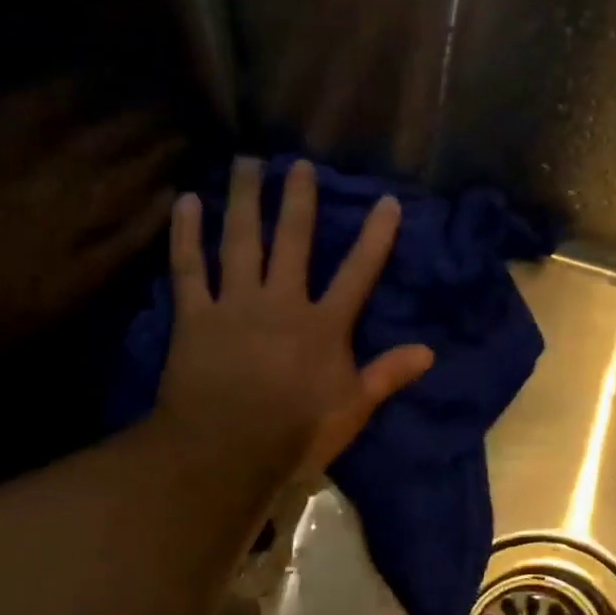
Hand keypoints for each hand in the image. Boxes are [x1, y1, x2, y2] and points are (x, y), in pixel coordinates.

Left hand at [0, 80, 183, 345]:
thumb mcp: (29, 323)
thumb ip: (78, 285)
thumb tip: (111, 254)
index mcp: (69, 272)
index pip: (130, 232)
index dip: (159, 208)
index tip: (182, 186)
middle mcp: (52, 223)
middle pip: (116, 182)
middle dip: (155, 156)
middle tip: (183, 132)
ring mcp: (12, 186)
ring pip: (84, 149)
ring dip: (123, 126)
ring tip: (153, 104)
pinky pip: (18, 122)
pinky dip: (49, 98)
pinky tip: (75, 80)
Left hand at [158, 157, 433, 477]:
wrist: (225, 451)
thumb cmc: (295, 433)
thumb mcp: (351, 409)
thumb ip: (387, 375)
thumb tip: (429, 351)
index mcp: (323, 325)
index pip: (358, 272)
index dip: (375, 236)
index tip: (386, 201)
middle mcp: (281, 302)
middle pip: (292, 240)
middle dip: (298, 200)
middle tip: (298, 163)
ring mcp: (235, 304)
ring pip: (241, 241)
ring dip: (244, 199)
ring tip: (246, 163)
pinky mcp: (195, 316)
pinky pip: (189, 268)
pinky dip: (186, 234)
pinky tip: (186, 201)